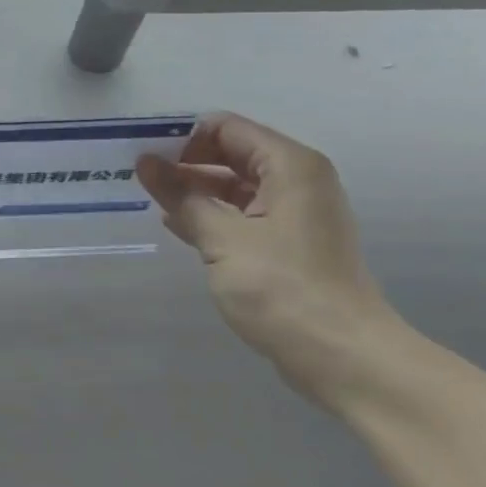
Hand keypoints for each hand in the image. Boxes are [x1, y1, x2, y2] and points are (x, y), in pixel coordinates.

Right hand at [137, 113, 410, 405]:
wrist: (343, 358)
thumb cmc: (283, 289)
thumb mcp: (223, 238)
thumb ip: (181, 195)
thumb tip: (145, 162)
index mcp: (290, 166)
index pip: (226, 128)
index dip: (184, 137)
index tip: (146, 157)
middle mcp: (298, 180)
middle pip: (232, 153)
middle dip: (187, 163)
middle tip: (142, 178)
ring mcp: (297, 214)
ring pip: (236, 185)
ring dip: (196, 191)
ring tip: (153, 200)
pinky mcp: (291, 244)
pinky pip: (245, 214)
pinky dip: (214, 215)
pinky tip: (179, 226)